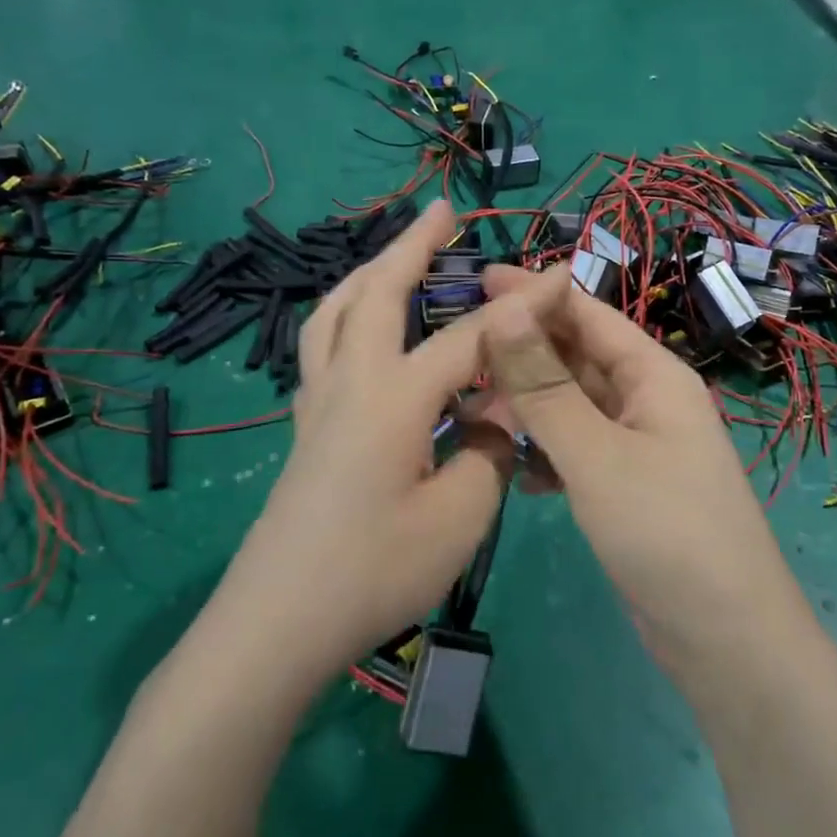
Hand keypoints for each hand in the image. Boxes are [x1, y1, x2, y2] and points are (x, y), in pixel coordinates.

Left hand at [212, 201, 512, 687]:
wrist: (276, 625)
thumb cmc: (373, 573)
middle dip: (411, 245)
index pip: (469, 336)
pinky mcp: (305, 430)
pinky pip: (322, 348)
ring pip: (334, 313)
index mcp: (393, 397)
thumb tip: (499, 415)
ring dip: (367, 274)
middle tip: (441, 210)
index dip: (521, 308)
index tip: (561, 277)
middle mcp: (349, 383)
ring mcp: (317, 405)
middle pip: (377, 293)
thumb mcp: (458, 518)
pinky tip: (361, 334)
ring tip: (393, 256)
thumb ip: (491, 453)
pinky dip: (345, 317)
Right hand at [478, 266, 800, 665]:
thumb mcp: (597, 454)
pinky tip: (511, 469)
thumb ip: (545, 386)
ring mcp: (637, 446)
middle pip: (576, 358)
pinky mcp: (625, 487)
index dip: (534, 293)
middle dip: (522, 352)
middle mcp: (647, 400)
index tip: (475, 280)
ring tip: (469, 410)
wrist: (725, 640)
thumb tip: (508, 308)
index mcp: (653, 375)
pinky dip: (543, 452)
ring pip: (571, 407)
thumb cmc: (666, 533)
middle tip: (457, 349)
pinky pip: (575, 450)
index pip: (587, 313)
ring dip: (526, 405)